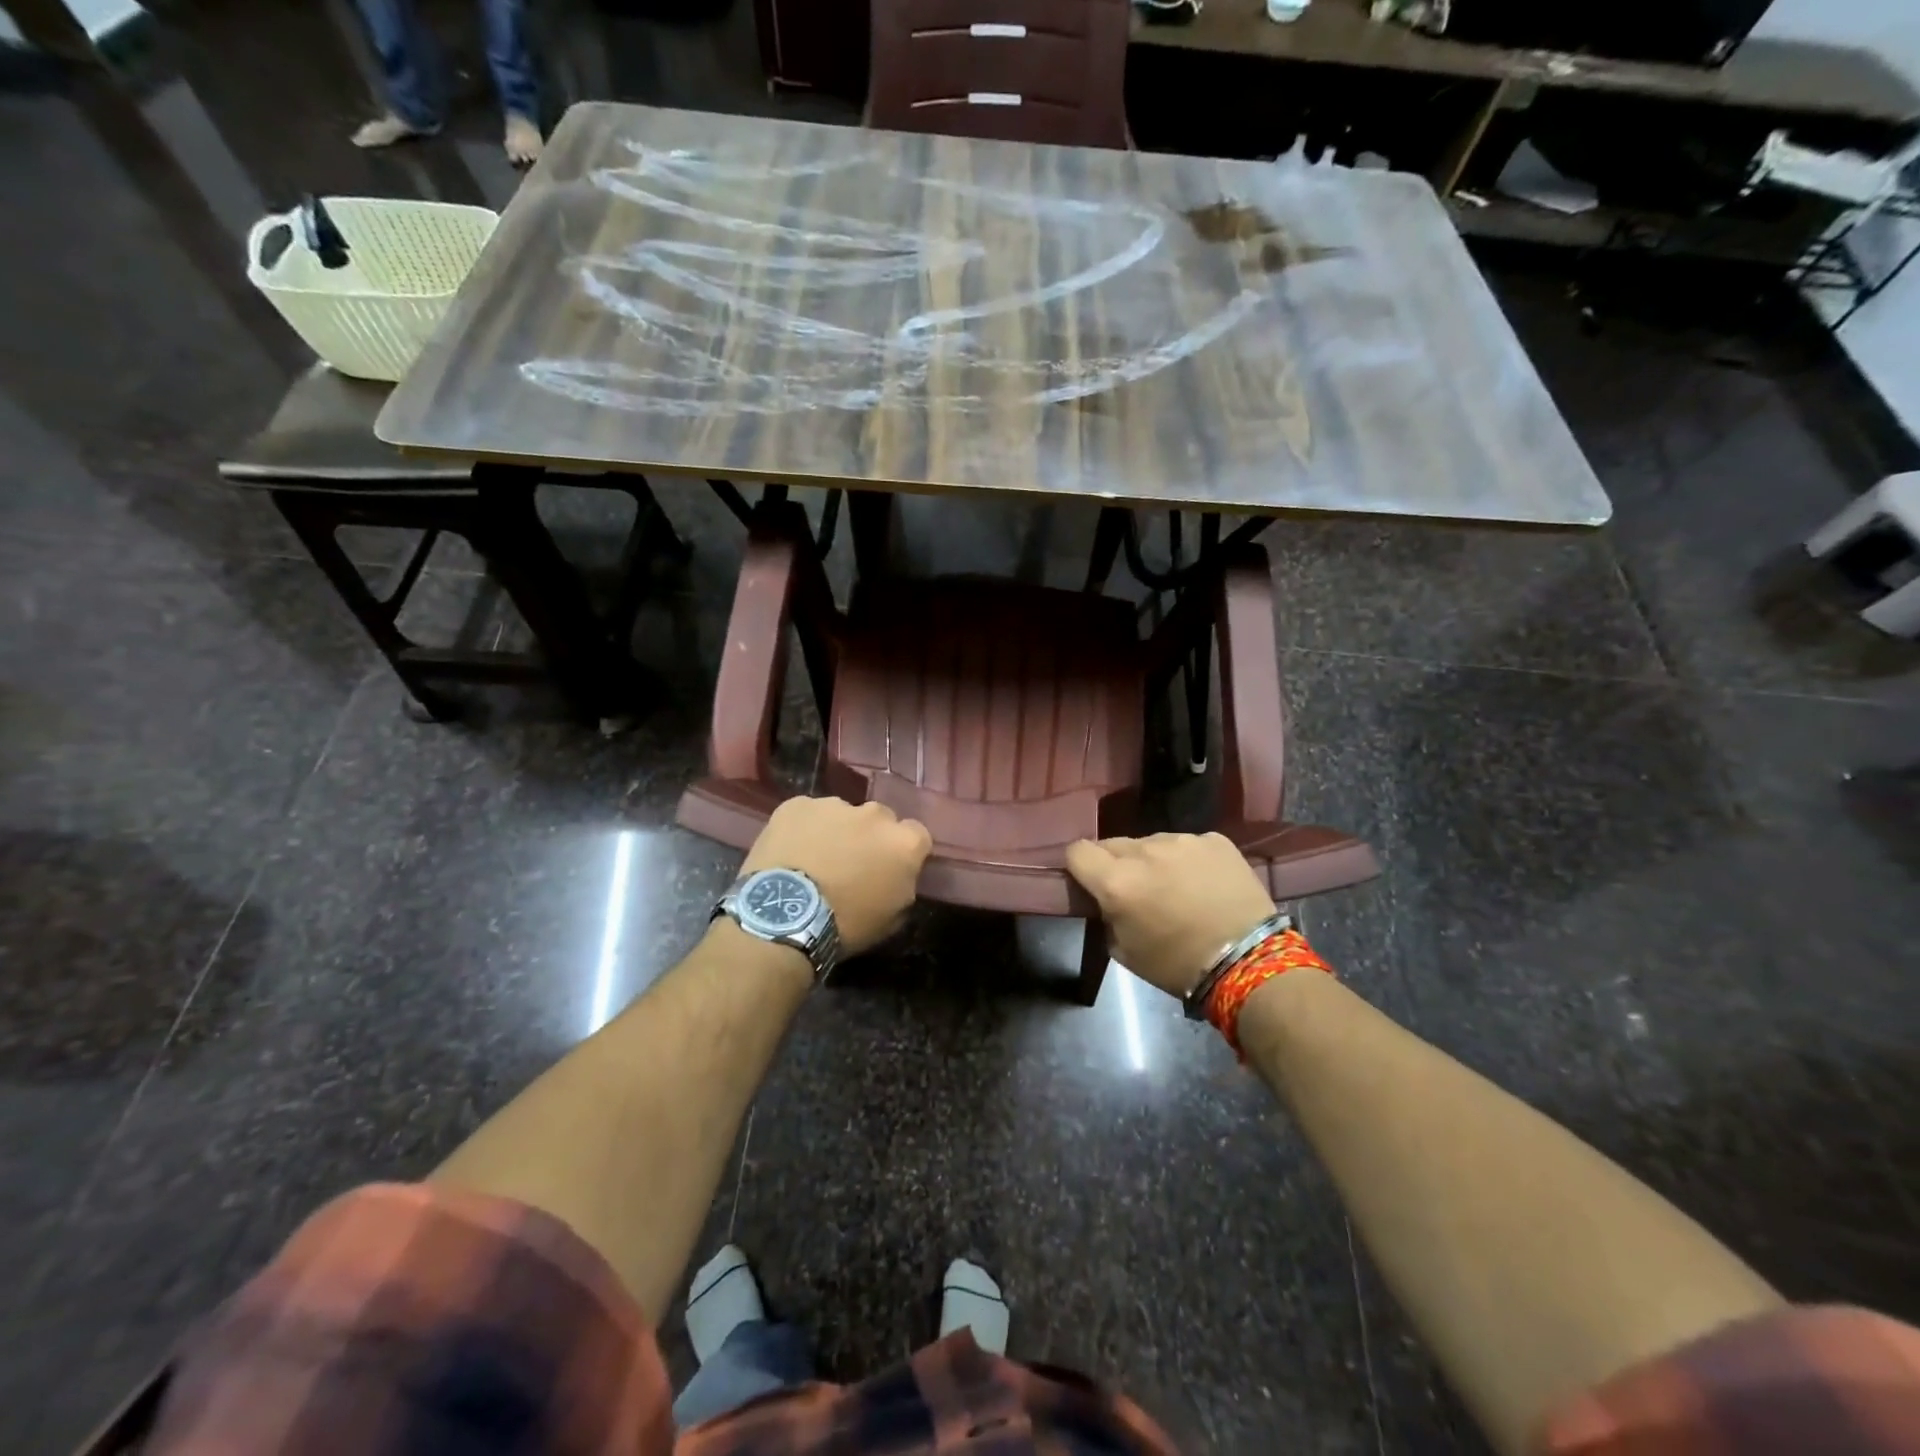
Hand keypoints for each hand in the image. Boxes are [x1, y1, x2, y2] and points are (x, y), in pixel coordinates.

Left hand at [741, 796, 931, 955]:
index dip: (903, 852)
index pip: (917, 835)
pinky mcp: (797, 804)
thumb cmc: (846, 924)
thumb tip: (898, 876)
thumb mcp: (892, 918)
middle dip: (871, 837)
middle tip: (853, 864)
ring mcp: (834, 805)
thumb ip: (903, 886)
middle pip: (880, 819)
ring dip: (837, 831)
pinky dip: (803, 829)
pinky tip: (791, 853)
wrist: (784, 916)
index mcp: (904, 842)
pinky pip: (807, 814)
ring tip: (816, 859)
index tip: (891, 869)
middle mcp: (874, 814)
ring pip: (842, 814)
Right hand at [1066, 833, 1276, 998]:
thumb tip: (1108, 900)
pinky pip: (1187, 844)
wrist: (1250, 962)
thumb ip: (1107, 915)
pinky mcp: (1215, 839)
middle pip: (1113, 843)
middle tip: (1134, 890)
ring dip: (1153, 860)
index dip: (1079, 866)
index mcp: (1117, 882)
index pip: (1077, 851)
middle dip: (1116, 863)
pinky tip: (1204, 884)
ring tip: (1175, 888)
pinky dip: (1187, 860)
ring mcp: (1183, 840)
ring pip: (1151, 842)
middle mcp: (1145, 851)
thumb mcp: (1125, 951)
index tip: (1089, 881)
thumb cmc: (1179, 965)